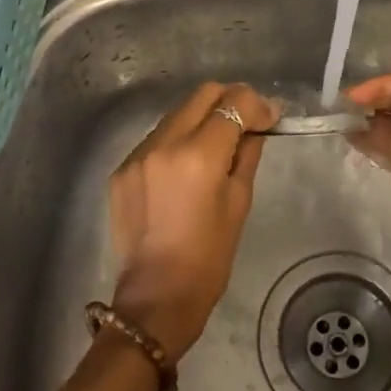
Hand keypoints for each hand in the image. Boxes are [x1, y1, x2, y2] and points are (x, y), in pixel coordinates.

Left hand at [107, 82, 279, 360]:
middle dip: (229, 101)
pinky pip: (156, 139)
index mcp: (199, 155)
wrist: (156, 296)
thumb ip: (246, 154)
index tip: (269, 119)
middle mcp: (164, 143)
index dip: (257, 104)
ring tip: (215, 147)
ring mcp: (137, 154)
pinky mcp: (122, 168)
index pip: (233, 102)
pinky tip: (185, 169)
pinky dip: (176, 142)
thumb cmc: (209, 256)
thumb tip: (256, 127)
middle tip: (246, 123)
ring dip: (201, 119)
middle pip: (202, 94)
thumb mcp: (239, 202)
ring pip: (177, 113)